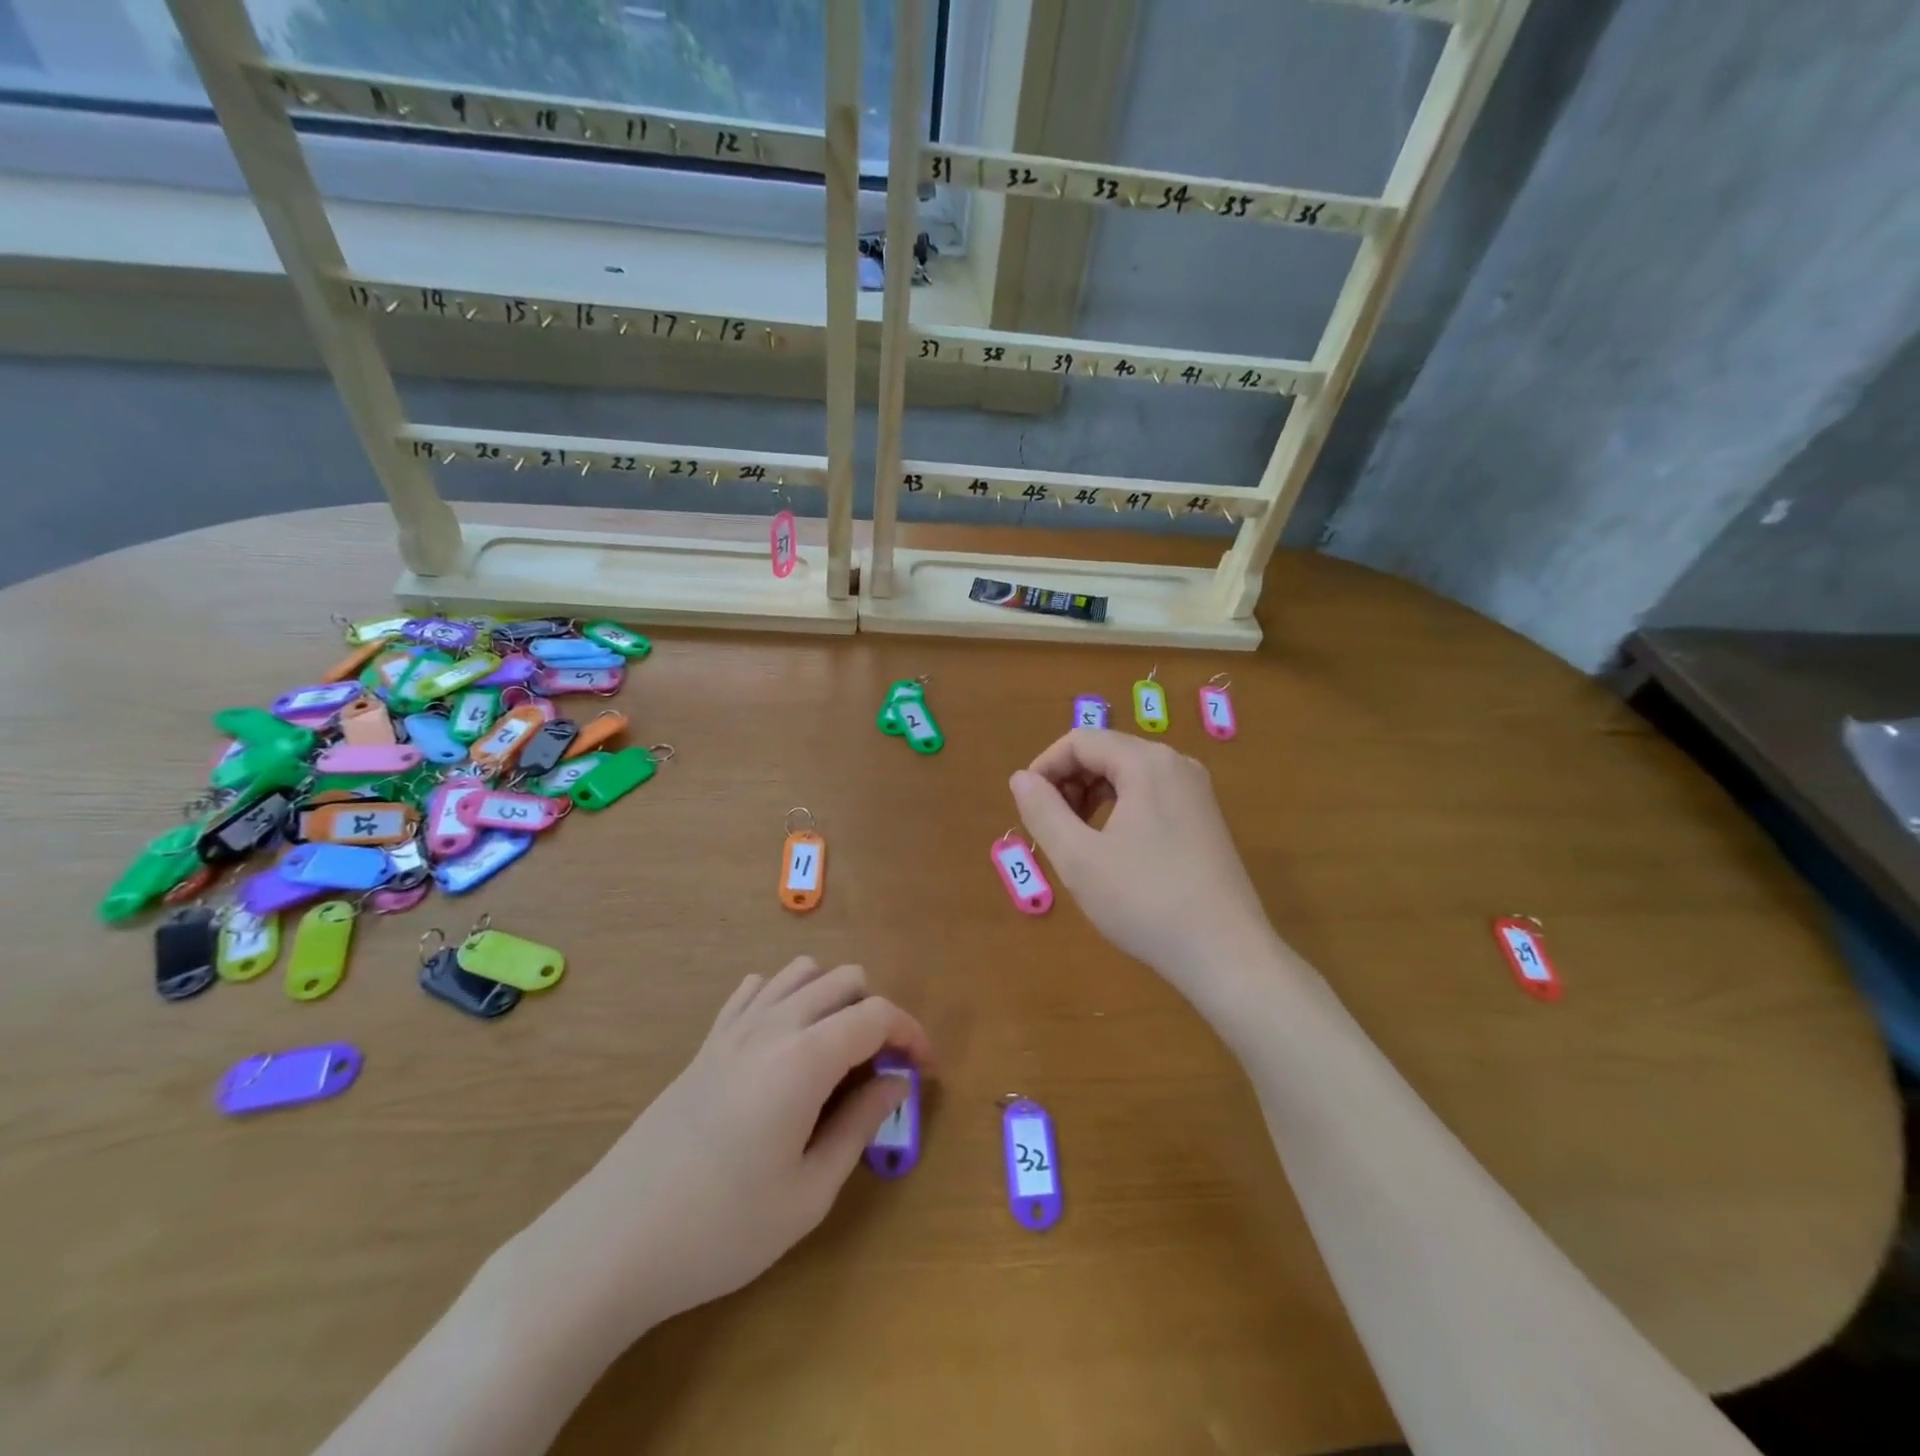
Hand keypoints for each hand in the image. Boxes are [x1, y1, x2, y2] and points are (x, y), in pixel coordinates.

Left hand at [531, 958, 931, 1334]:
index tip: (924, 1070)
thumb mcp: (809, 1193)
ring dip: (832, 999)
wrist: (615, 1239)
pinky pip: (756, 988)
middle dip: (875, 1014)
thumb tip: (895, 1083)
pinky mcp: (707, 1041)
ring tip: (834, 1055)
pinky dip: (785, 998)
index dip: (912, 1033)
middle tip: (877, 1070)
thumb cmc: (722, 1227)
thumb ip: (860, 1126)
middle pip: (845, 979)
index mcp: (805, 1057)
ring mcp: (735, 1028)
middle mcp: (773, 1024)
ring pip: (802, 972)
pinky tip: (783, 1045)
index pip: (878, 1014)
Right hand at [1010, 729, 1277, 993]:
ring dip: (1092, 796)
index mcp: (1147, 763)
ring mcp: (1196, 792)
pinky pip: (1151, 795)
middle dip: (1069, 782)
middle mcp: (1176, 764)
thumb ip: (1043, 811)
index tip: (1027, 807)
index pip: (1080, 741)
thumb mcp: (1079, 858)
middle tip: (1051, 827)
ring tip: (1077, 840)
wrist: (1226, 955)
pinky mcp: (1205, 819)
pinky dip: (1120, 809)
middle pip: (1106, 752)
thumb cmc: (1145, 902)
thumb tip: (1021, 779)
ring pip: (1128, 775)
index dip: (1045, 767)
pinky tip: (1112, 849)